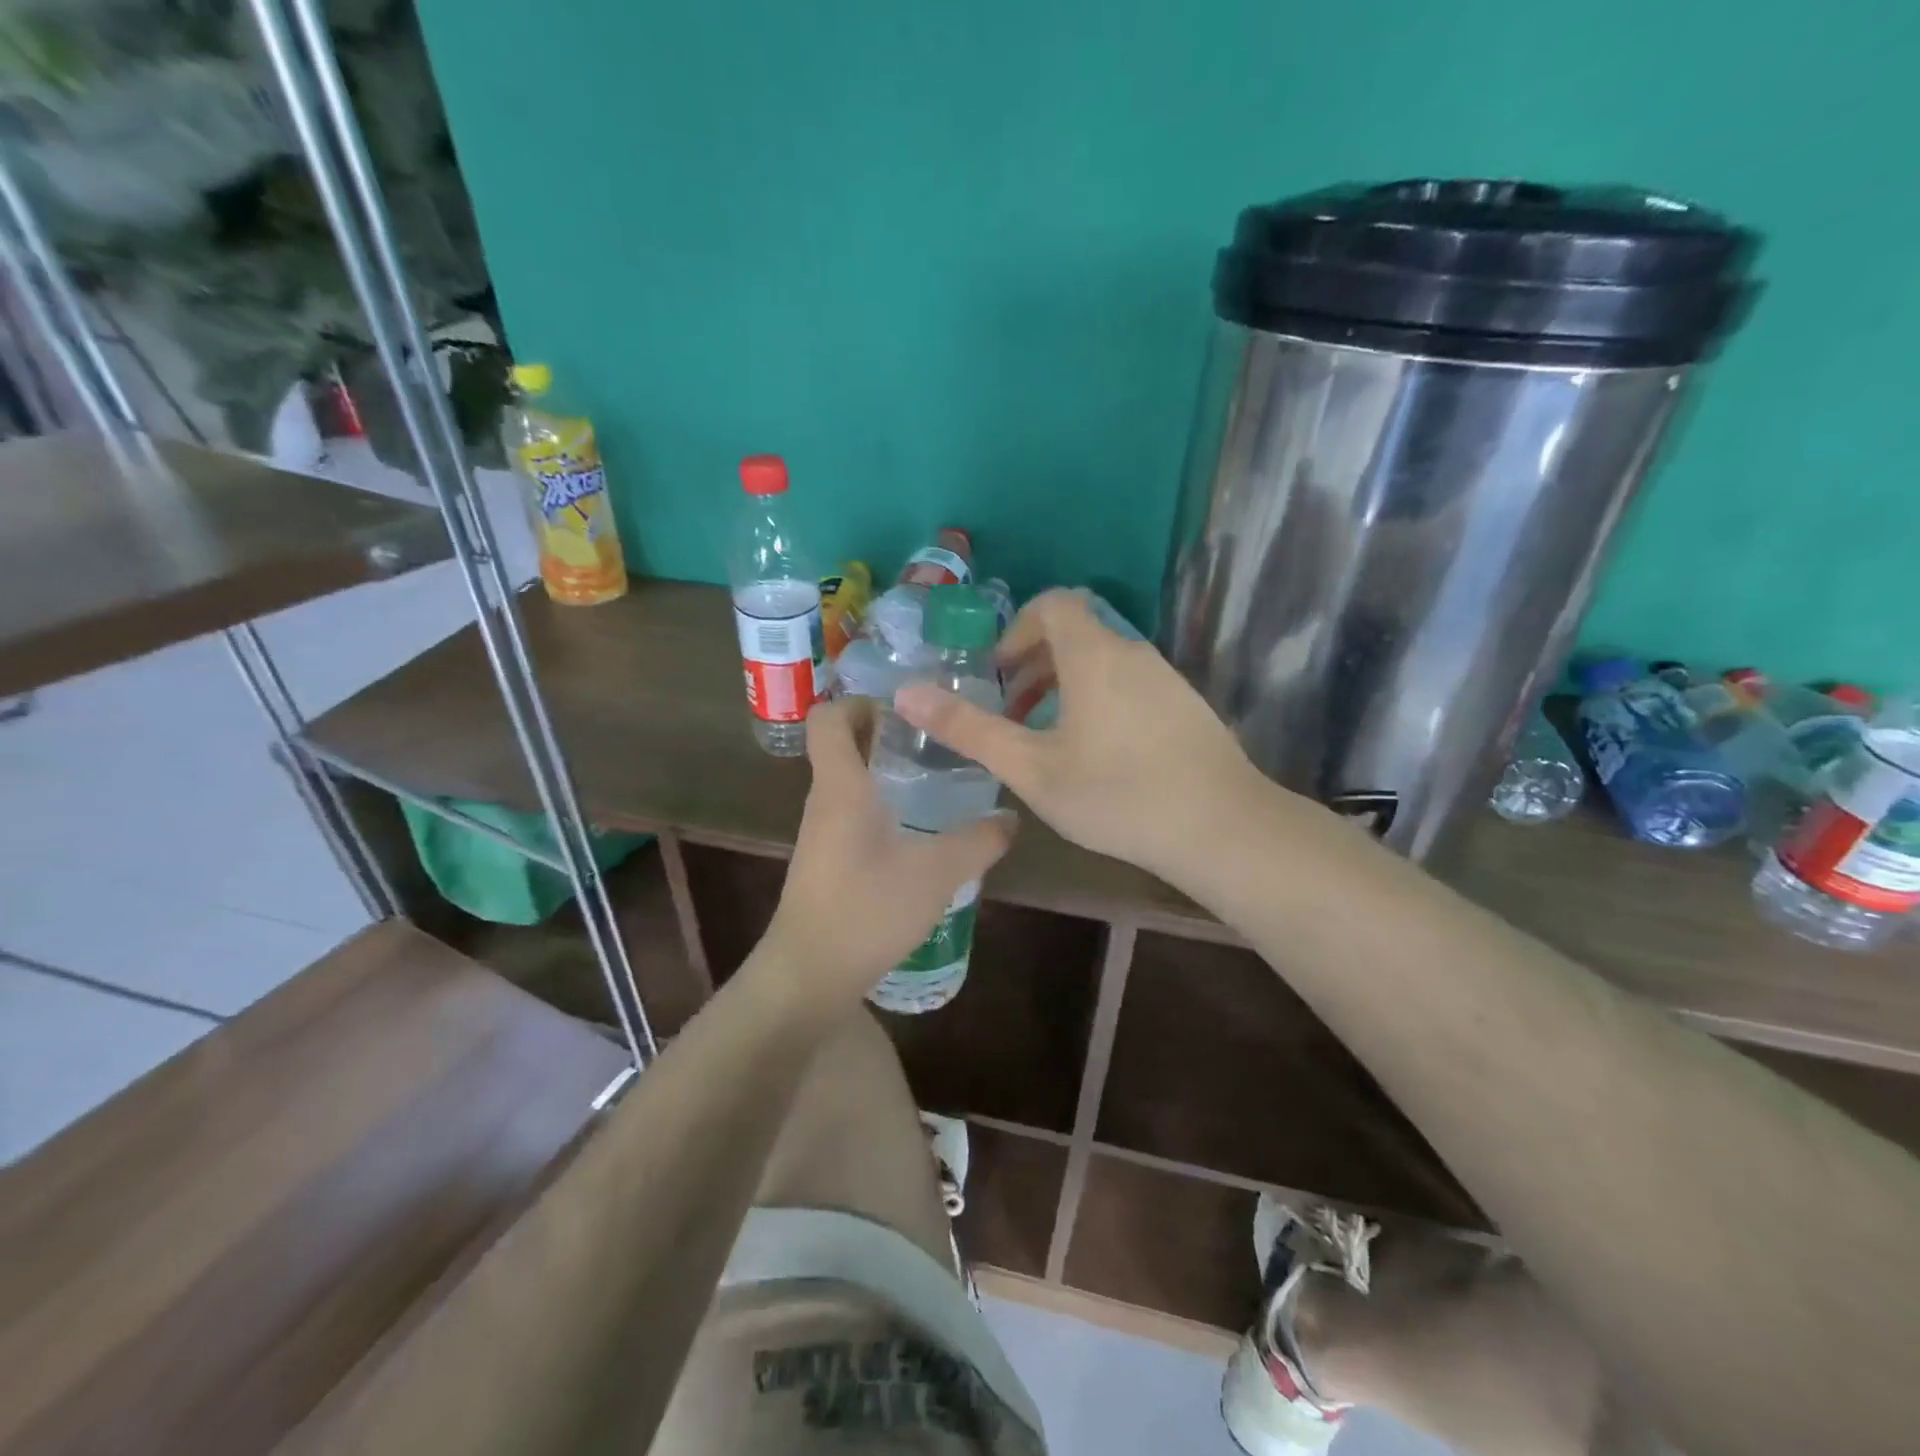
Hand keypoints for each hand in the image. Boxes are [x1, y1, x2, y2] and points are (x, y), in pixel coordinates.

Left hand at [764, 697, 1015, 1000]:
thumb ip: (978, 842)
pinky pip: (851, 813)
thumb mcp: (936, 873)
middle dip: (884, 731)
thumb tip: (1011, 817)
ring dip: (884, 770)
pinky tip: (918, 830)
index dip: (858, 700)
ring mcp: (821, 833)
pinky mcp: (826, 861)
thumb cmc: (866, 911)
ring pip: (848, 781)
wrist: (809, 976)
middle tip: (936, 736)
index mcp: (840, 786)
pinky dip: (880, 804)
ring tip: (936, 777)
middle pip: (842, 745)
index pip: (828, 718)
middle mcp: (824, 801)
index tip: (905, 705)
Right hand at [893, 590, 1280, 885]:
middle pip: (1077, 633)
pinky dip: (1100, 701)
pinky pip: (1130, 685)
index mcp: (1093, 654)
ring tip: (1047, 739)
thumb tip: (906, 693)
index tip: (999, 676)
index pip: (1053, 604)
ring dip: (1066, 686)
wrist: (1222, 827)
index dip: (1017, 629)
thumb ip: (968, 729)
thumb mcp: (1031, 767)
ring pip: (1104, 663)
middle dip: (1035, 664)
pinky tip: (1098, 757)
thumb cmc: (1116, 794)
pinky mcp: (1186, 706)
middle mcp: (1133, 652)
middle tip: (1012, 713)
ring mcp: (1166, 679)